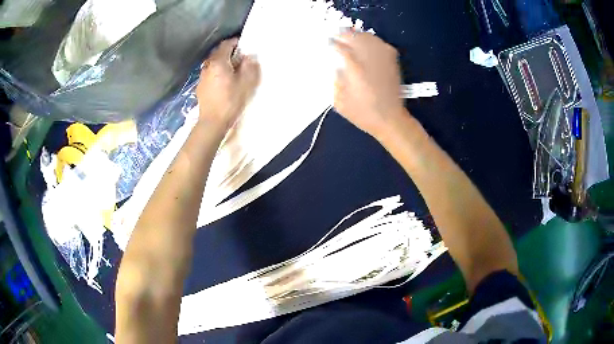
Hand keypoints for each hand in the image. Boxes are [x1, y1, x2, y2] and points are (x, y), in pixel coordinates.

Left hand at [196, 38, 260, 130]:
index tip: (244, 45)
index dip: (235, 42)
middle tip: (240, 57)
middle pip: (218, 53)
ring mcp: (202, 77)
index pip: (226, 44)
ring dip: (222, 62)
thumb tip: (249, 57)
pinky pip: (210, 73)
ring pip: (213, 63)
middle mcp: (208, 66)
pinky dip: (217, 72)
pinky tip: (223, 81)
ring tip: (232, 69)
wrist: (212, 122)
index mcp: (218, 62)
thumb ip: (249, 66)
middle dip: (229, 52)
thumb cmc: (231, 101)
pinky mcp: (200, 87)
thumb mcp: (246, 83)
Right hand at [333, 32, 404, 137]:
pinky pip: (382, 44)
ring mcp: (383, 59)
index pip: (341, 48)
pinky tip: (366, 43)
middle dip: (344, 34)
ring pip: (369, 38)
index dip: (332, 43)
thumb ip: (335, 81)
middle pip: (355, 37)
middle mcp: (369, 60)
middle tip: (336, 35)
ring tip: (349, 35)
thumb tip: (334, 65)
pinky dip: (372, 40)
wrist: (391, 119)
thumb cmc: (363, 114)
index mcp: (355, 69)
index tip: (326, 42)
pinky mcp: (392, 62)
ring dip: (357, 35)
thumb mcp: (340, 102)